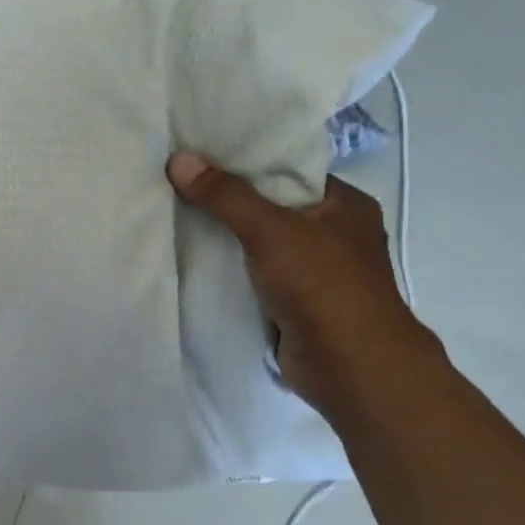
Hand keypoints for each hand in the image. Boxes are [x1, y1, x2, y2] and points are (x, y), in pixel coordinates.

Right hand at [167, 152, 438, 417]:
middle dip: (228, 202)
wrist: (350, 367)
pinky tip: (191, 261)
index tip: (200, 157)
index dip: (246, 163)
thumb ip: (225, 196)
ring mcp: (316, 272)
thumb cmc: (323, 286)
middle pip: (270, 208)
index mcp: (345, 205)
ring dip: (225, 240)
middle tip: (177, 185)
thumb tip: (179, 159)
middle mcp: (334, 234)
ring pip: (260, 245)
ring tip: (174, 217)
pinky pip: (254, 277)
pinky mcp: (296, 304)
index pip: (289, 171)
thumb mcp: (270, 230)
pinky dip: (229, 272)